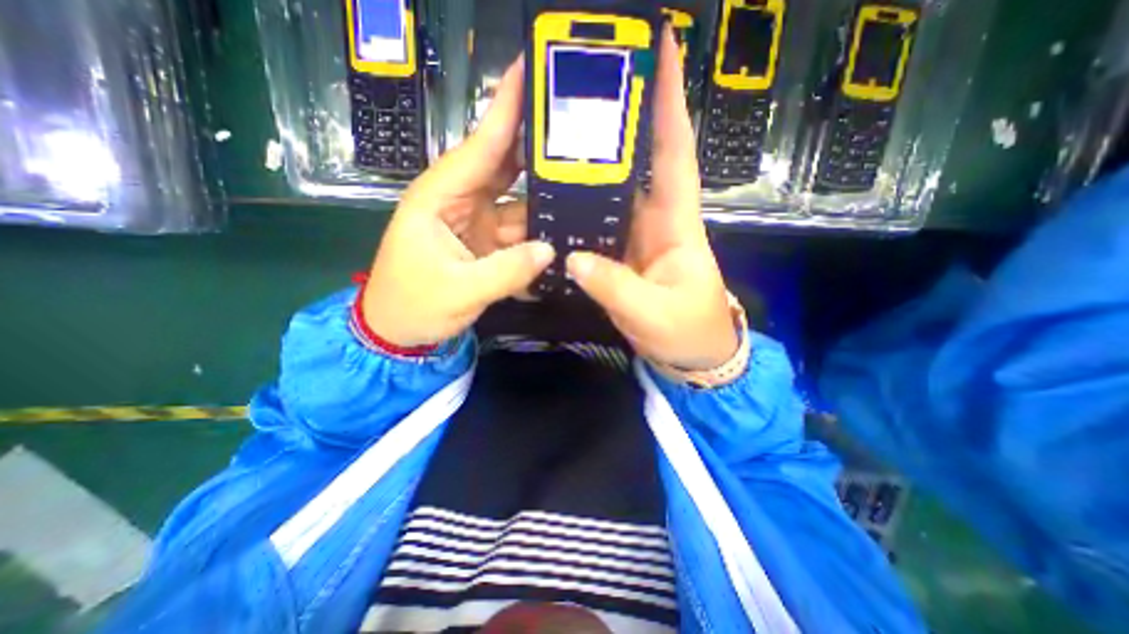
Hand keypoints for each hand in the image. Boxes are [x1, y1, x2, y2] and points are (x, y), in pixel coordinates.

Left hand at [362, 58, 555, 346]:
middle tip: (580, 132)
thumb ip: (506, 271)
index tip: (534, 71)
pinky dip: (541, 229)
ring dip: (548, 196)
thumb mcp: (458, 291)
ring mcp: (478, 223)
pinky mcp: (488, 243)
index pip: (480, 146)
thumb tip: (551, 250)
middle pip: (505, 166)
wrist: (399, 331)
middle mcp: (461, 201)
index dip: (508, 110)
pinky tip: (567, 227)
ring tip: (587, 185)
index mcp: (441, 197)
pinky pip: (520, 230)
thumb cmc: (414, 305)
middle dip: (538, 148)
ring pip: (519, 200)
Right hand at [566, 25, 742, 372]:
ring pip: (611, 195)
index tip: (660, 50)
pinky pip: (597, 226)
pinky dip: (579, 213)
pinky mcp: (620, 255)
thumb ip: (615, 286)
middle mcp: (655, 220)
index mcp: (677, 223)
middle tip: (581, 91)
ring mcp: (634, 237)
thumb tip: (574, 260)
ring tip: (555, 143)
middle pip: (636, 164)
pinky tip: (555, 204)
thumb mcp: (654, 313)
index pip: (675, 152)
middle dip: (617, 124)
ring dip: (589, 170)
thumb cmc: (687, 332)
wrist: (690, 356)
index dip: (669, 103)